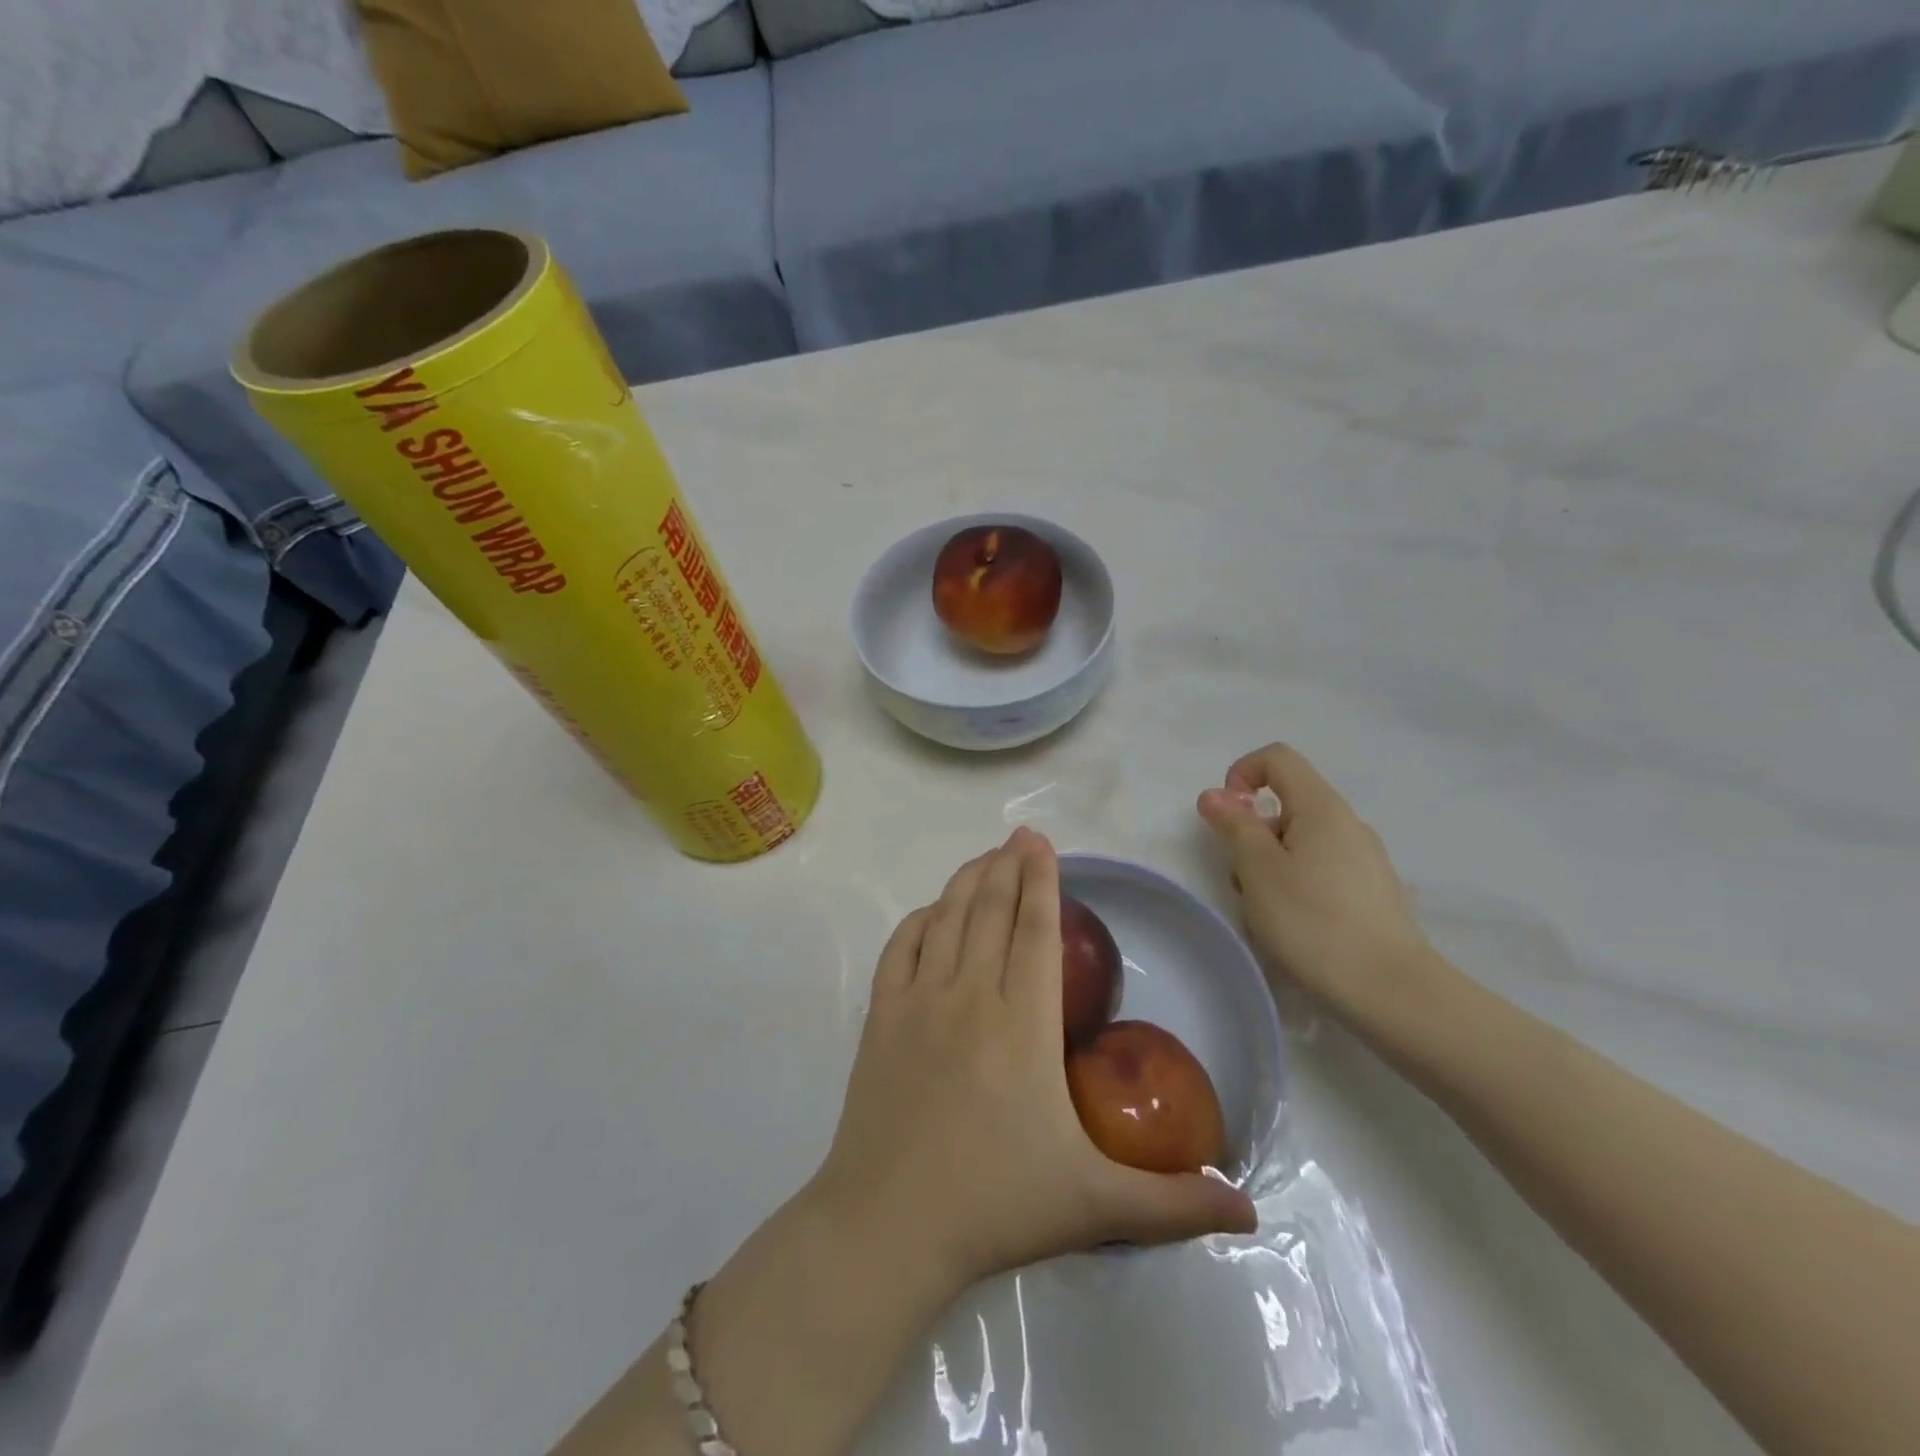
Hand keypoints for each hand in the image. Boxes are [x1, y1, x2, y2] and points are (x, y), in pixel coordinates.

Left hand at [814, 828, 1256, 1290]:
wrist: (888, 1225)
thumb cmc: (995, 1205)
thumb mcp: (1095, 1205)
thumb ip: (1174, 1203)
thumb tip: (1249, 1209)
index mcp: (1023, 1023)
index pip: (1035, 931)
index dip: (1041, 881)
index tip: (1043, 844)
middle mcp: (971, 994)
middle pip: (991, 910)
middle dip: (1007, 866)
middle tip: (1020, 837)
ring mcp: (919, 1001)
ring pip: (946, 918)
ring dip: (967, 881)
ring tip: (985, 859)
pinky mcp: (881, 1017)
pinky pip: (900, 948)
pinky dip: (919, 920)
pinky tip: (931, 913)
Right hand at [1197, 744, 1431, 1023]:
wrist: (1391, 992)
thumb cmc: (1313, 921)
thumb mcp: (1259, 870)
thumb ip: (1235, 826)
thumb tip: (1215, 795)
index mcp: (1322, 808)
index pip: (1278, 758)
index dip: (1242, 774)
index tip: (1228, 817)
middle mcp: (1348, 824)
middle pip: (1286, 806)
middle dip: (1252, 835)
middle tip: (1243, 882)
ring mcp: (1365, 860)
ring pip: (1300, 844)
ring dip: (1270, 867)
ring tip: (1266, 914)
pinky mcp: (1371, 894)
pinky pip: (1320, 871)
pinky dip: (1295, 887)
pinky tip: (1295, 929)